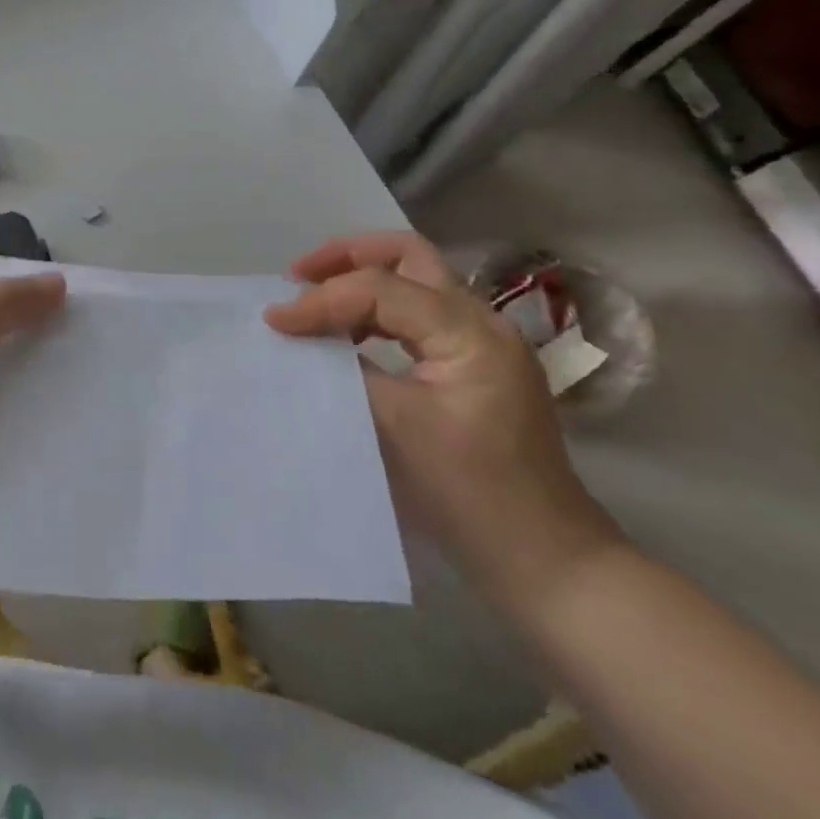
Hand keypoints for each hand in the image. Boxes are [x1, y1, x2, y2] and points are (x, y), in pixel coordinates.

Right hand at [264, 232, 624, 616]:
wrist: (545, 562)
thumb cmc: (468, 494)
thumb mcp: (394, 426)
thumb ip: (344, 368)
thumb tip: (300, 337)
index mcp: (470, 333)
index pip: (381, 288)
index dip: (322, 299)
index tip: (275, 320)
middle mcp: (483, 323)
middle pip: (408, 256)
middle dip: (347, 257)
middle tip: (299, 276)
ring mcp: (483, 343)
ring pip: (414, 281)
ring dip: (361, 281)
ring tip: (314, 302)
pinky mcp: (475, 366)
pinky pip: (419, 316)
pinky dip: (377, 313)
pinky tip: (348, 336)